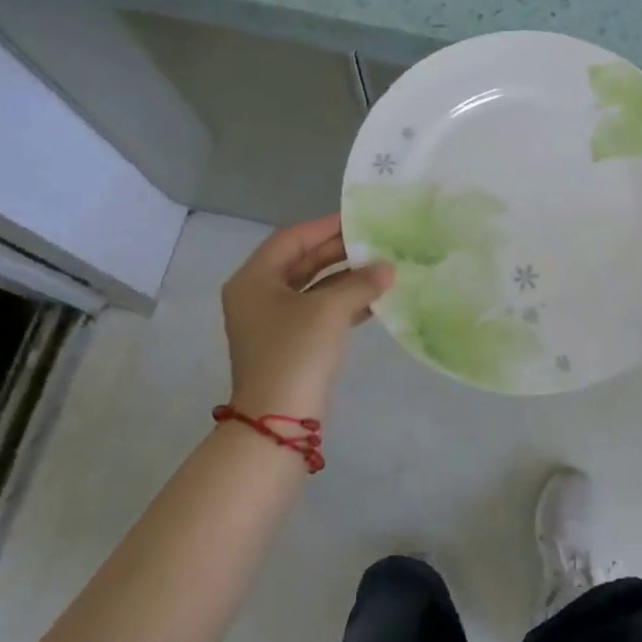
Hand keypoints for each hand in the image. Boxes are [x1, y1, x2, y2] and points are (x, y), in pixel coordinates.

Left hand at [221, 215, 393, 420]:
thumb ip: (361, 282)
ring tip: (381, 267)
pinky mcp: (288, 344)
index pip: (291, 239)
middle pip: (301, 262)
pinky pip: (317, 311)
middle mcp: (257, 296)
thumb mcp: (330, 310)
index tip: (359, 218)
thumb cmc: (296, 352)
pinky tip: (374, 300)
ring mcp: (271, 323)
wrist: (278, 423)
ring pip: (312, 288)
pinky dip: (343, 303)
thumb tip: (388, 268)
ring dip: (345, 278)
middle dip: (338, 252)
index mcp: (254, 279)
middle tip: (374, 241)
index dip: (326, 226)